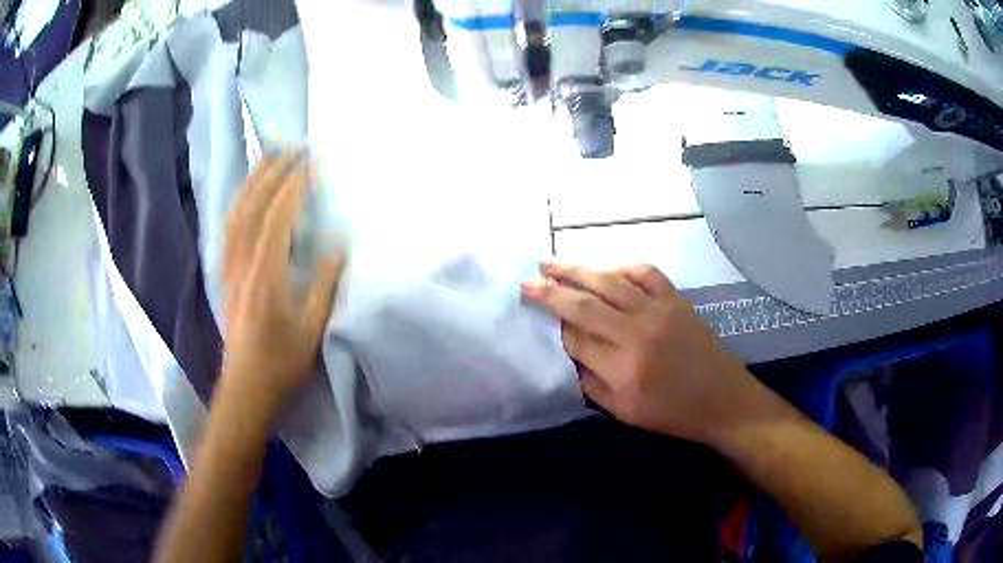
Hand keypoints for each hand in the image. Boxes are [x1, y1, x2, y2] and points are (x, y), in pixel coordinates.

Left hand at [222, 149, 343, 402]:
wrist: (246, 386)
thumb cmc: (282, 361)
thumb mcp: (313, 327)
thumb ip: (326, 282)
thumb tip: (339, 244)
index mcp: (265, 274)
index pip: (278, 216)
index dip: (295, 186)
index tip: (313, 162)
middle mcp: (242, 263)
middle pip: (252, 206)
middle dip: (272, 171)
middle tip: (292, 146)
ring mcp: (229, 267)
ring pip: (236, 213)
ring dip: (252, 181)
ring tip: (267, 156)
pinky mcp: (225, 274)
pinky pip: (229, 227)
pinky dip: (240, 202)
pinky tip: (247, 195)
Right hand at [521, 263, 757, 444]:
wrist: (723, 400)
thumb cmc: (673, 414)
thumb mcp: (625, 413)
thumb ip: (592, 383)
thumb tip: (570, 353)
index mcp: (623, 368)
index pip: (576, 339)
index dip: (555, 327)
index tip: (538, 317)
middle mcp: (637, 333)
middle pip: (585, 304)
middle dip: (551, 291)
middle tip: (528, 281)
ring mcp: (659, 311)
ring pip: (610, 281)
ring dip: (578, 269)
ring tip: (552, 263)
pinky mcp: (677, 300)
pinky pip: (646, 273)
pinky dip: (622, 266)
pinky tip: (606, 267)